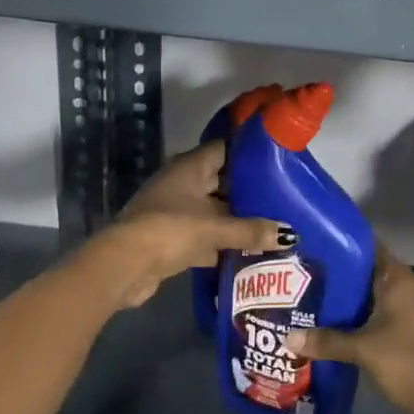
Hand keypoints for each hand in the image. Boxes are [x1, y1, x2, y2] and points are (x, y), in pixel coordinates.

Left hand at [89, 142, 288, 308]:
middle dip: (248, 191)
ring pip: (214, 211)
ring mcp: (175, 211)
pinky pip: (205, 236)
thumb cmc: (170, 230)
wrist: (124, 265)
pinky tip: (249, 252)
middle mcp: (182, 184)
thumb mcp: (214, 228)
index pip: (224, 149)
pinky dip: (223, 243)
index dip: (248, 152)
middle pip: (221, 181)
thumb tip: (289, 235)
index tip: (277, 159)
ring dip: (237, 220)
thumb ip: (251, 230)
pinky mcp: (172, 239)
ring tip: (273, 225)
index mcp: (189, 167)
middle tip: (284, 197)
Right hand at [286, 246, 413, 413]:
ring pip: (367, 301)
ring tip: (303, 302)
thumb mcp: (364, 349)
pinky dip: (353, 325)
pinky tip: (325, 332)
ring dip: (342, 305)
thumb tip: (287, 338)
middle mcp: (405, 291)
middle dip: (334, 277)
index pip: (367, 247)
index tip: (309, 243)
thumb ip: (326, 341)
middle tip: (297, 275)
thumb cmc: (409, 363)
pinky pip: (373, 322)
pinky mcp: (405, 339)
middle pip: (364, 275)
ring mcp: (407, 315)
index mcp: (399, 280)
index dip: (340, 243)